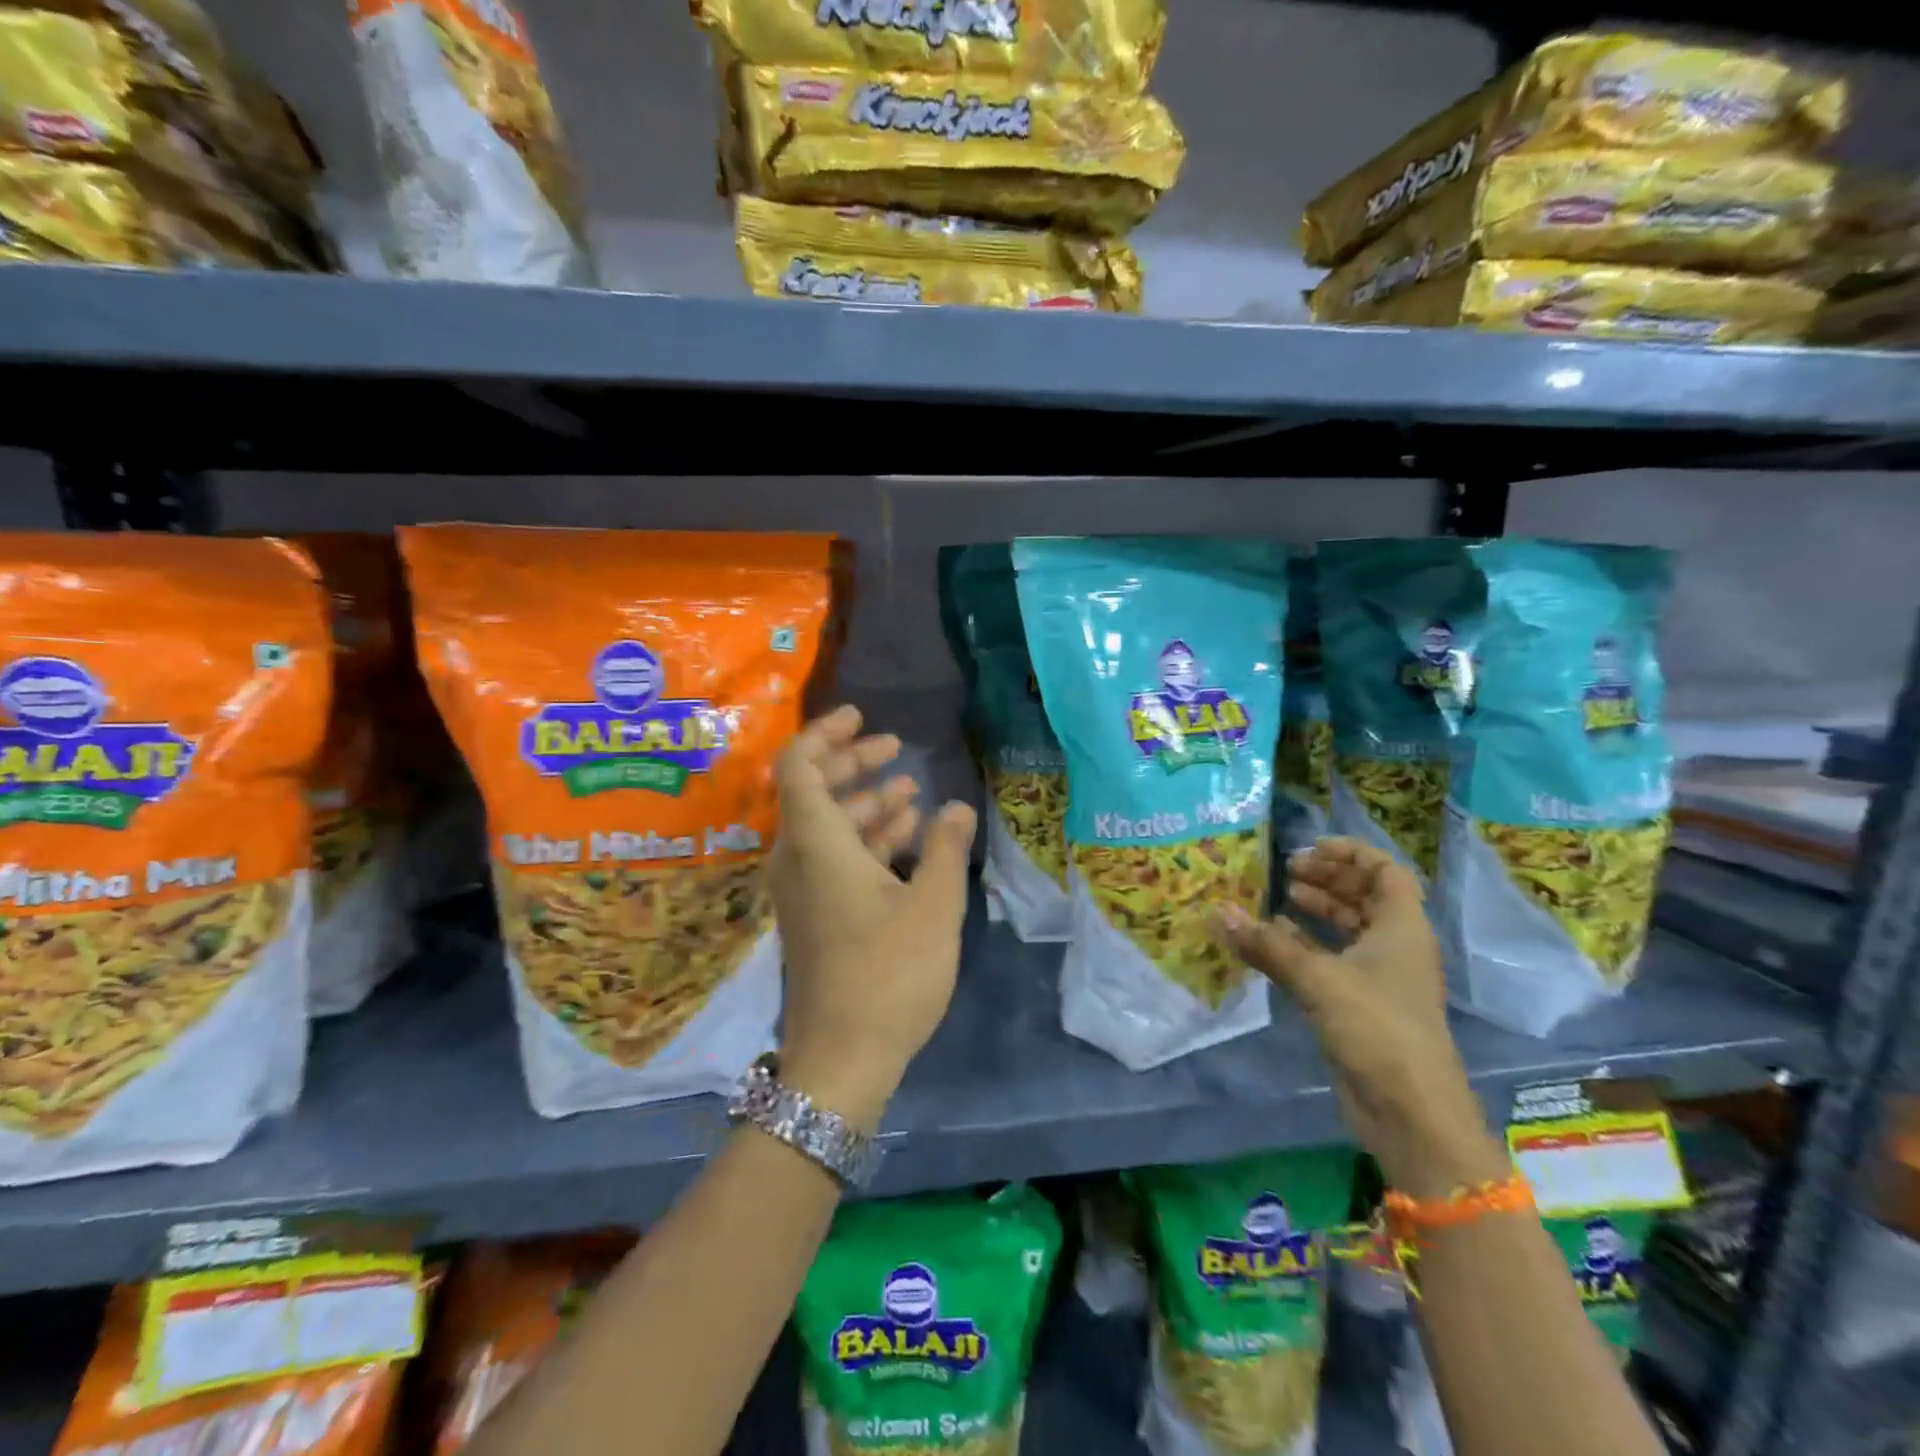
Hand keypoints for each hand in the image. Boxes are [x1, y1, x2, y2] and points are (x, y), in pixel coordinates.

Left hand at [769, 706, 977, 1133]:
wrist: (841, 1060)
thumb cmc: (889, 975)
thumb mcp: (933, 907)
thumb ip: (946, 848)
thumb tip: (956, 806)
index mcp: (817, 846)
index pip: (799, 767)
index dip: (826, 734)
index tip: (861, 716)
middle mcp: (798, 859)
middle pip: (814, 791)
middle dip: (853, 762)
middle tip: (894, 746)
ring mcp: (803, 890)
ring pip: (828, 826)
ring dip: (865, 801)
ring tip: (910, 789)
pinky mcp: (815, 914)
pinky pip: (834, 856)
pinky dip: (865, 837)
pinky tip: (906, 835)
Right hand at [1217, 838, 1506, 1197]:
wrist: (1411, 1112)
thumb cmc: (1376, 1029)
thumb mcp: (1318, 979)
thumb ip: (1267, 944)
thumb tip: (1218, 912)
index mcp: (1401, 928)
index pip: (1386, 871)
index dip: (1351, 853)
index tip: (1309, 848)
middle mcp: (1394, 946)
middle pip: (1366, 896)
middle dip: (1329, 878)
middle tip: (1286, 871)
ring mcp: (1379, 978)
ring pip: (1349, 928)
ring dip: (1317, 910)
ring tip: (1279, 898)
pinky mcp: (1361, 1005)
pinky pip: (1333, 960)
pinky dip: (1306, 945)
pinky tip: (1274, 941)